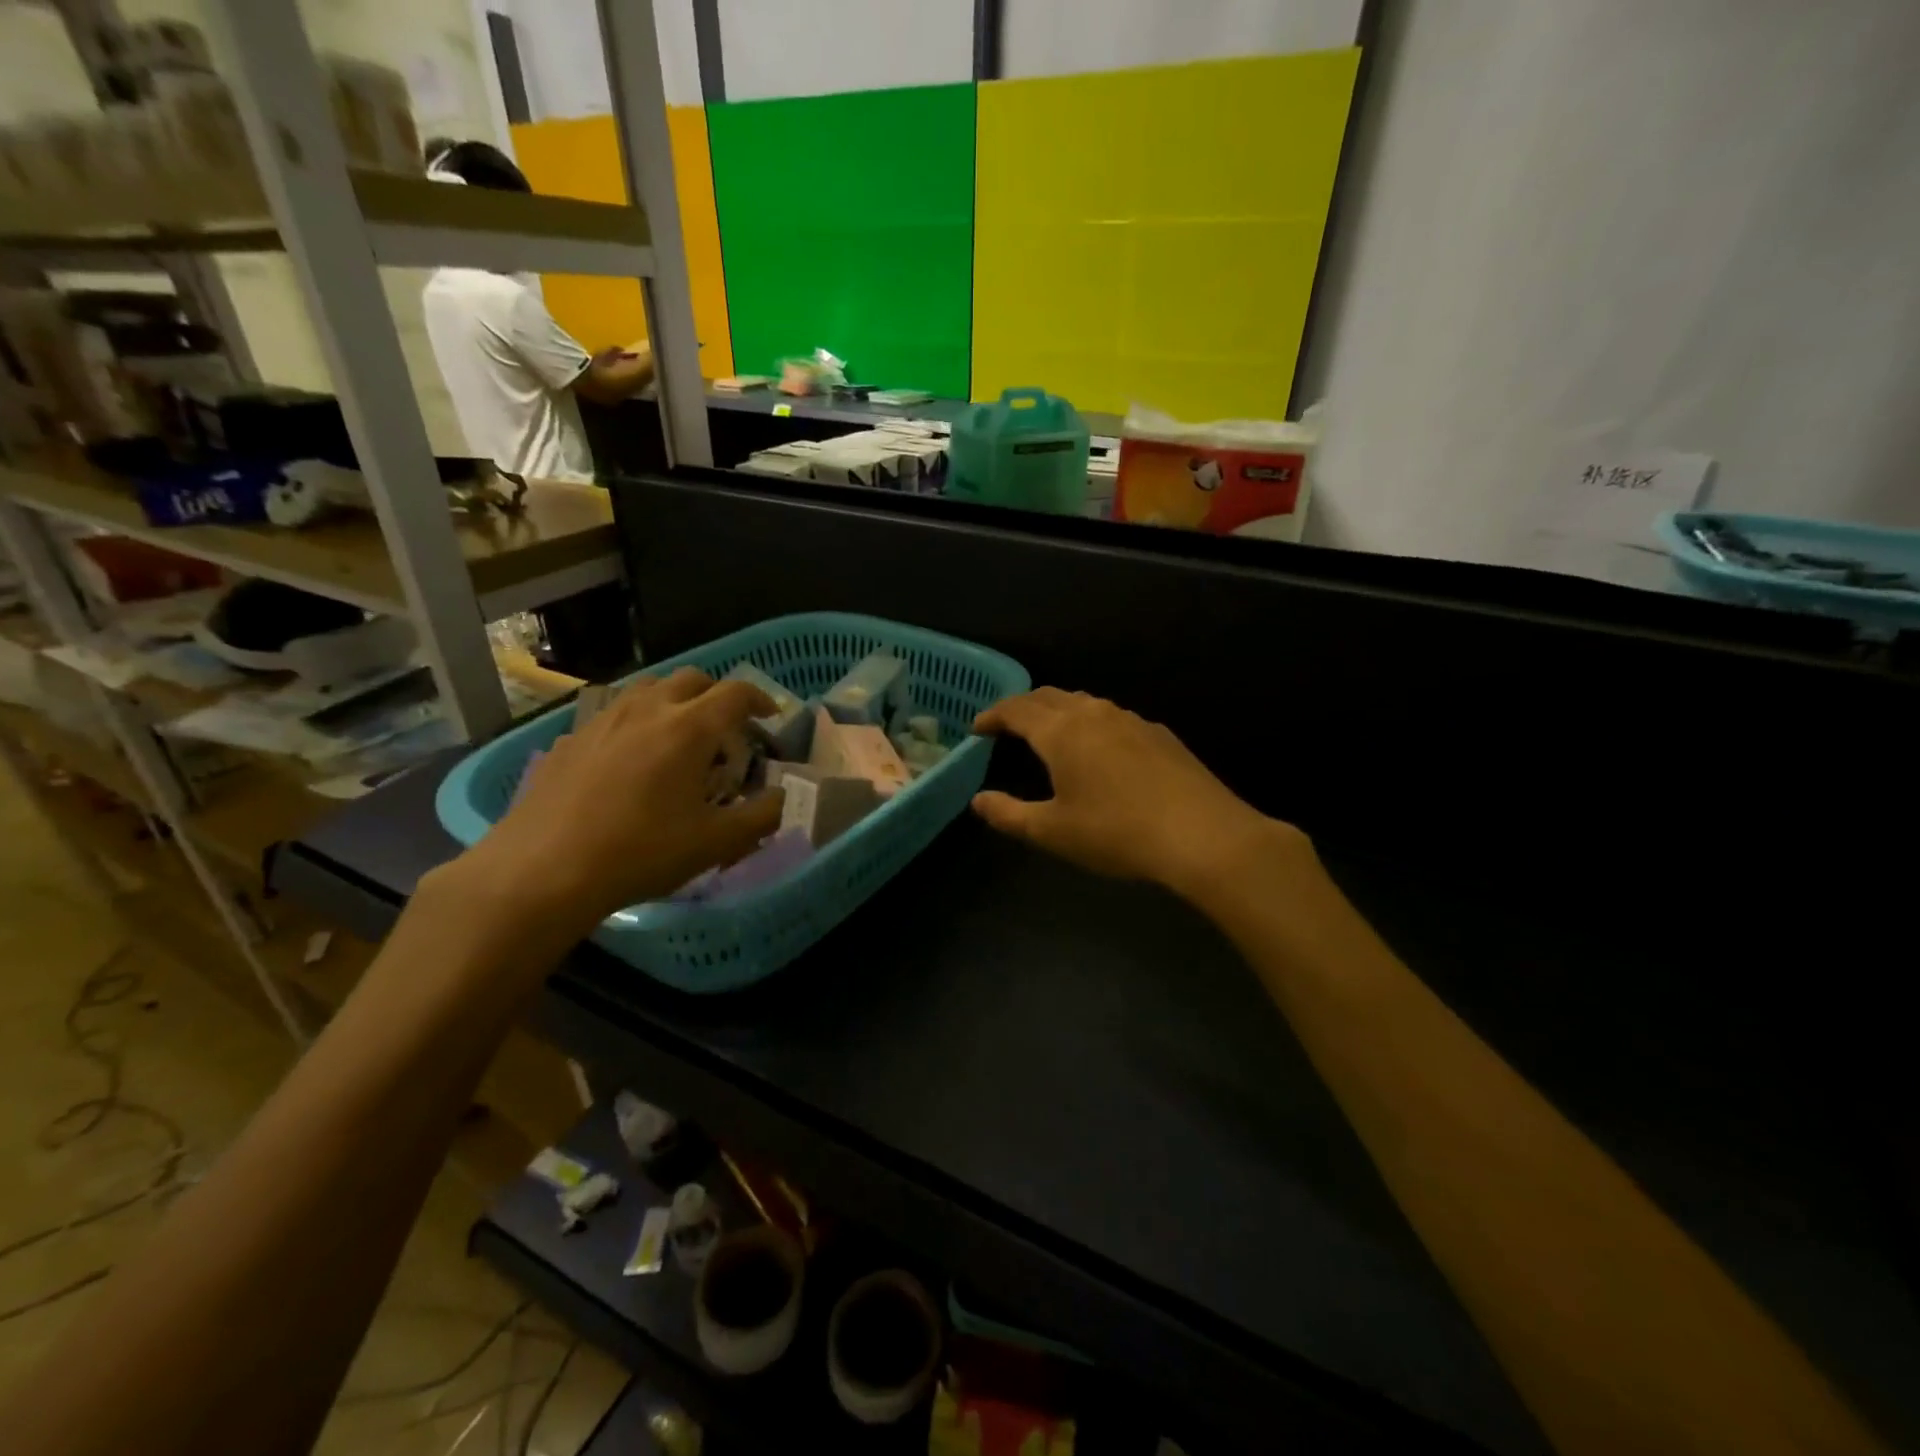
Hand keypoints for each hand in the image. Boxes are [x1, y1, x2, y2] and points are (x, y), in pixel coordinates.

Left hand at [449, 668, 783, 937]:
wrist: (542, 870)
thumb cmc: (641, 852)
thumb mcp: (716, 843)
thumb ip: (761, 817)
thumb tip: (783, 798)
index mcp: (688, 728)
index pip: (735, 693)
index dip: (759, 699)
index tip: (770, 715)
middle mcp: (646, 710)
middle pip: (692, 679)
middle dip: (717, 695)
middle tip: (727, 727)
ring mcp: (602, 721)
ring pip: (648, 689)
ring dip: (674, 701)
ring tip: (679, 736)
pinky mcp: (570, 740)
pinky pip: (613, 715)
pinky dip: (636, 723)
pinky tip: (630, 761)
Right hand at [971, 688, 1301, 899]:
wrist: (1202, 834)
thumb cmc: (1116, 833)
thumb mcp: (1053, 832)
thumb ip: (1009, 814)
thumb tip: (978, 801)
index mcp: (1061, 732)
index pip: (1016, 709)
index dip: (993, 715)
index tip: (978, 727)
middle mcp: (1093, 714)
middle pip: (1049, 696)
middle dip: (1022, 707)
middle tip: (1007, 725)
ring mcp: (1130, 719)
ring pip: (1084, 702)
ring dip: (1058, 711)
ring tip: (1049, 733)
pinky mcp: (1158, 733)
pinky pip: (1112, 717)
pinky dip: (1091, 723)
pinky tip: (1100, 750)